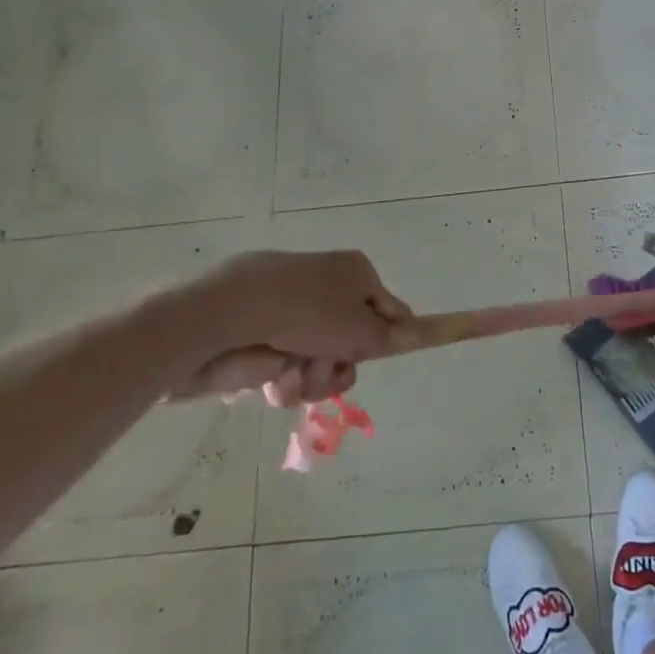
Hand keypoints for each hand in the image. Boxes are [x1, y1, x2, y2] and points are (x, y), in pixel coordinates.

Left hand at [151, 250, 412, 401]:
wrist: (228, 314)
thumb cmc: (308, 313)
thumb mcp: (364, 330)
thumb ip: (395, 336)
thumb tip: (426, 328)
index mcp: (354, 272)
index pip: (388, 309)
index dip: (385, 339)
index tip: (374, 359)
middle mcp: (324, 286)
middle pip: (350, 342)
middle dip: (339, 367)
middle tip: (327, 370)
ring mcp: (290, 310)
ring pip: (317, 361)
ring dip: (311, 379)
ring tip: (292, 376)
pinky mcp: (259, 334)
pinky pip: (284, 367)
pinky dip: (282, 380)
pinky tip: (272, 380)